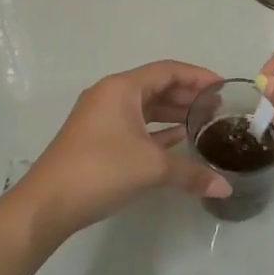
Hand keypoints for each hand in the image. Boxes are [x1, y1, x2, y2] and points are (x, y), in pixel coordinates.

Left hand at [14, 60, 231, 246]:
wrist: (48, 204)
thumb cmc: (101, 170)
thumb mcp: (152, 168)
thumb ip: (191, 173)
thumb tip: (226, 189)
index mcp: (122, 88)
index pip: (167, 71)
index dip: (198, 76)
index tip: (223, 87)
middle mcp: (110, 96)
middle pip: (156, 87)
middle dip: (187, 95)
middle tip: (217, 107)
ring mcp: (100, 118)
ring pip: (145, 107)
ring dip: (173, 113)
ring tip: (202, 123)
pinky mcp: (96, 140)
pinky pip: (134, 125)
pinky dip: (156, 130)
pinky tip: (178, 140)